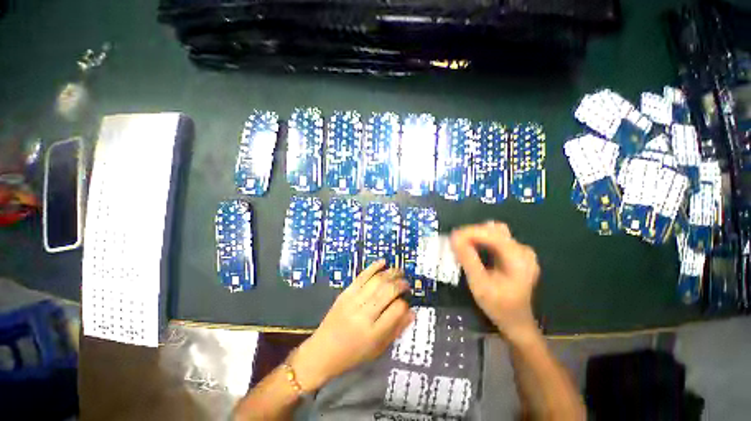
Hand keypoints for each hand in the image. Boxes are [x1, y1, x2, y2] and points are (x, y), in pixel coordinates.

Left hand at [290, 261, 413, 391]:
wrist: (323, 350)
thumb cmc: (353, 354)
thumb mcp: (378, 349)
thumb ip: (396, 329)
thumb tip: (412, 312)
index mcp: (374, 332)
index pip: (397, 310)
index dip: (405, 303)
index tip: (406, 302)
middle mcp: (364, 314)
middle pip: (388, 291)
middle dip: (400, 283)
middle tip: (406, 283)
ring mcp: (353, 301)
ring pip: (377, 280)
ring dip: (390, 273)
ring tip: (399, 271)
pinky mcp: (345, 293)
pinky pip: (362, 276)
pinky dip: (374, 267)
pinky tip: (383, 262)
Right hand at [451, 222, 539, 342]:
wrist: (516, 323)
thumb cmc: (499, 306)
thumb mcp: (479, 284)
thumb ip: (467, 259)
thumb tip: (454, 237)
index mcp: (518, 258)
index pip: (492, 234)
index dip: (470, 232)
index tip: (452, 237)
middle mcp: (522, 250)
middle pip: (494, 231)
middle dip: (472, 234)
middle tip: (455, 243)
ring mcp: (521, 252)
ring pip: (494, 233)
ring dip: (476, 236)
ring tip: (461, 246)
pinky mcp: (516, 255)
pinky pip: (495, 240)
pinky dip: (481, 242)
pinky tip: (472, 249)